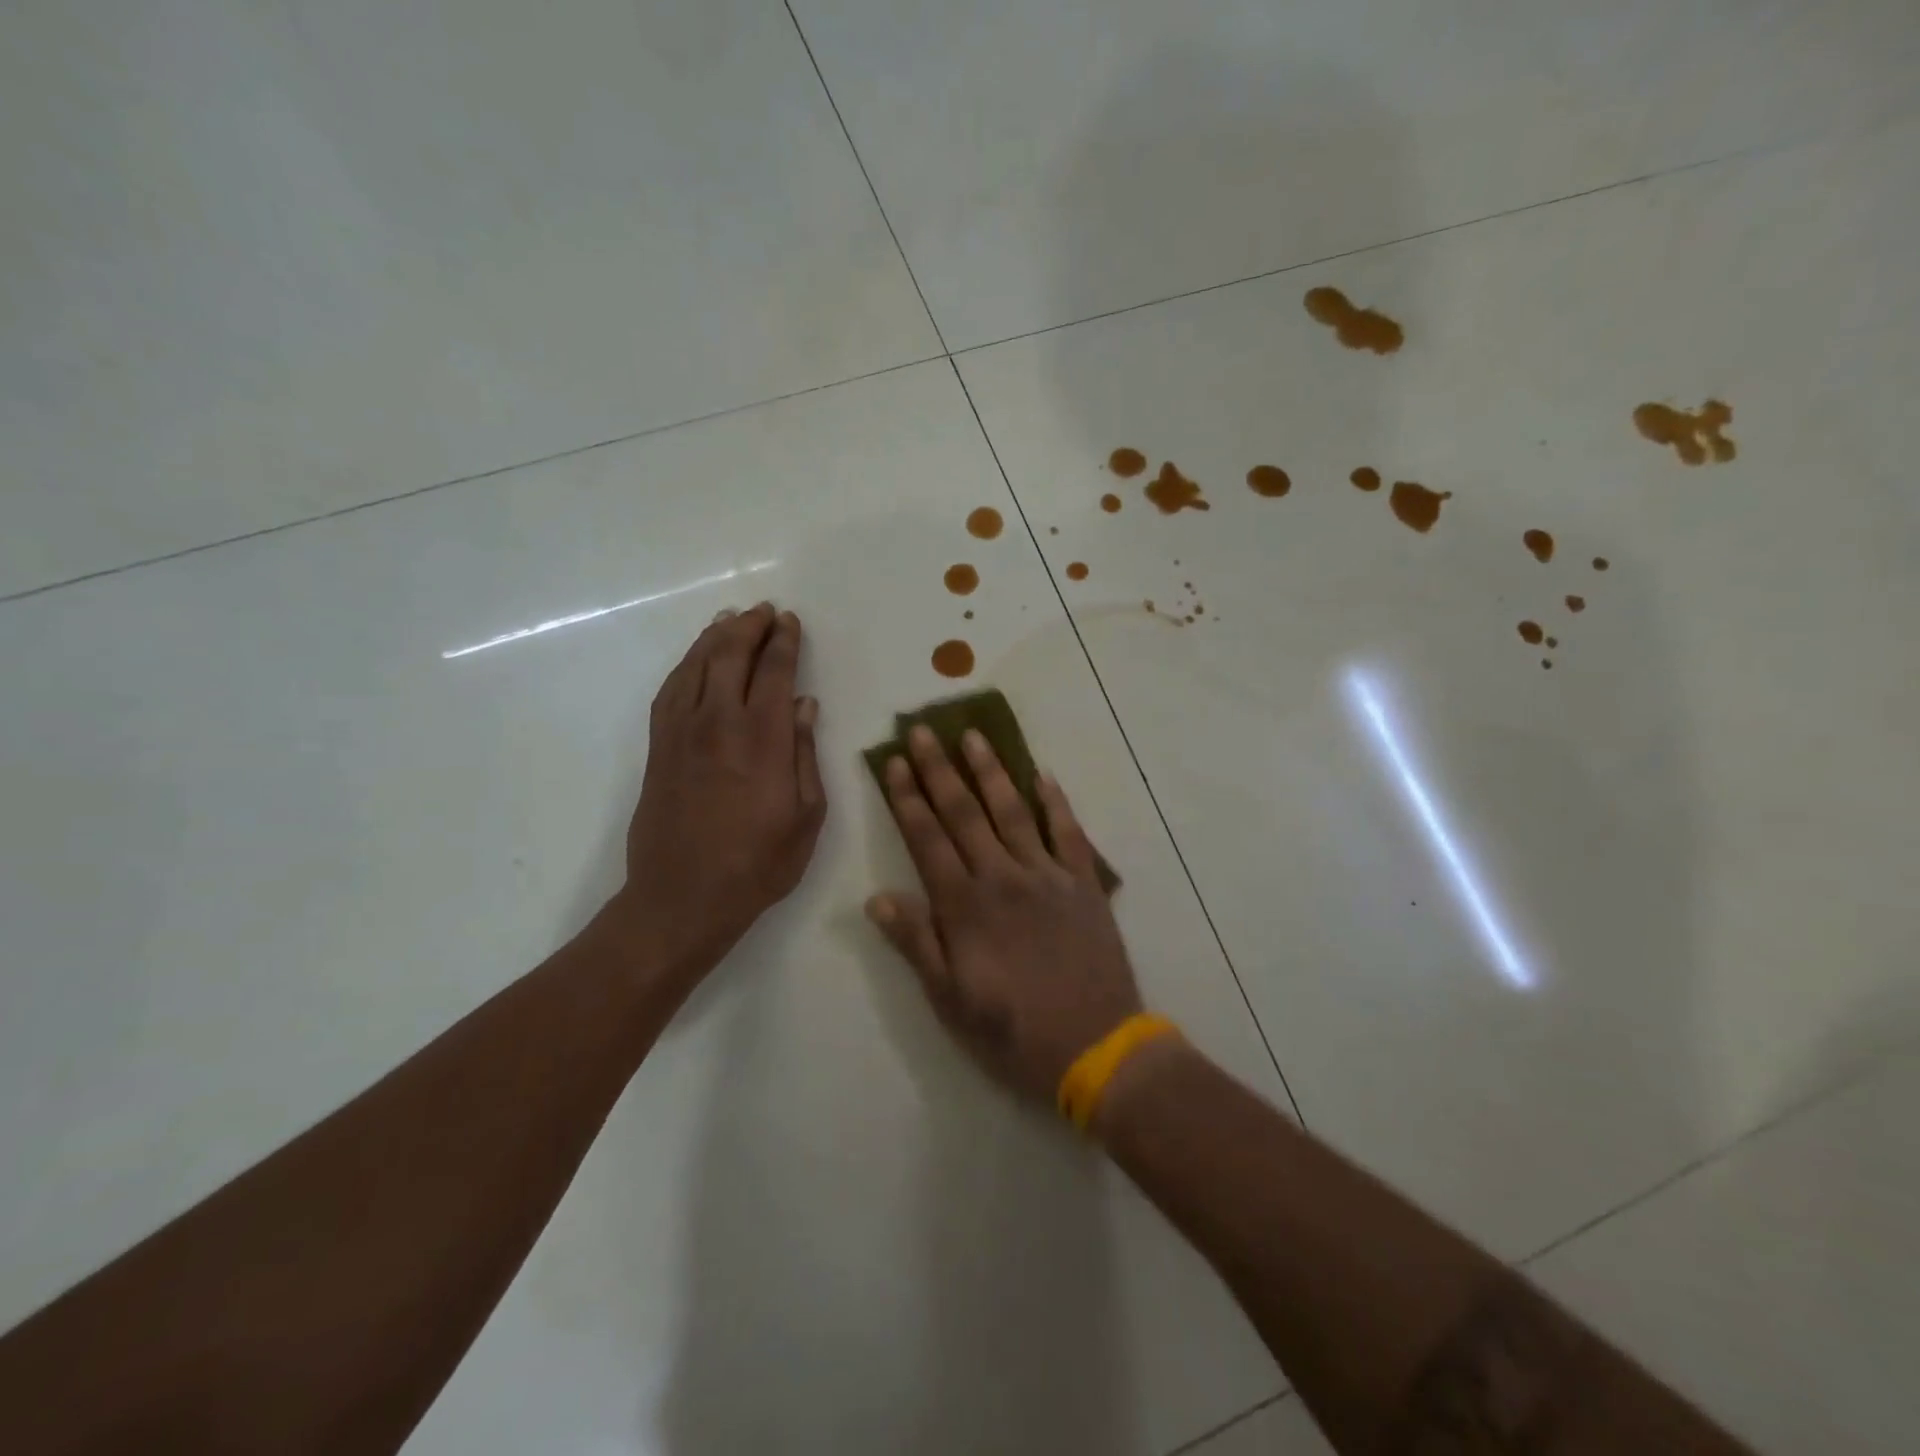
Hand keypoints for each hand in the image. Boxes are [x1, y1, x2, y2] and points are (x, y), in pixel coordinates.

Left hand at [611, 603, 826, 979]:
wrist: (682, 898)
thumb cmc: (758, 864)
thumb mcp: (806, 817)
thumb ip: (806, 755)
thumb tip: (805, 705)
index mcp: (764, 739)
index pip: (775, 672)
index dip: (784, 642)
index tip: (790, 622)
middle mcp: (719, 723)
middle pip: (731, 656)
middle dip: (750, 627)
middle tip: (765, 612)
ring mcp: (681, 732)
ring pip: (696, 666)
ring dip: (715, 637)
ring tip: (731, 620)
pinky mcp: (658, 747)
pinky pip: (670, 690)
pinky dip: (685, 665)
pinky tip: (696, 660)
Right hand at [867, 725, 1141, 1103]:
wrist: (1096, 1047)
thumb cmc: (1013, 1031)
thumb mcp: (950, 1000)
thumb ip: (916, 943)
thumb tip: (877, 897)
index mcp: (965, 906)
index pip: (927, 839)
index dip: (907, 799)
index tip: (894, 763)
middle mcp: (1002, 878)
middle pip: (964, 814)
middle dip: (939, 770)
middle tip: (923, 731)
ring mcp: (1047, 876)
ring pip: (1012, 812)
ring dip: (991, 771)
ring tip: (973, 736)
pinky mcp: (1083, 884)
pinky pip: (1068, 833)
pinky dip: (1055, 803)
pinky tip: (1042, 775)